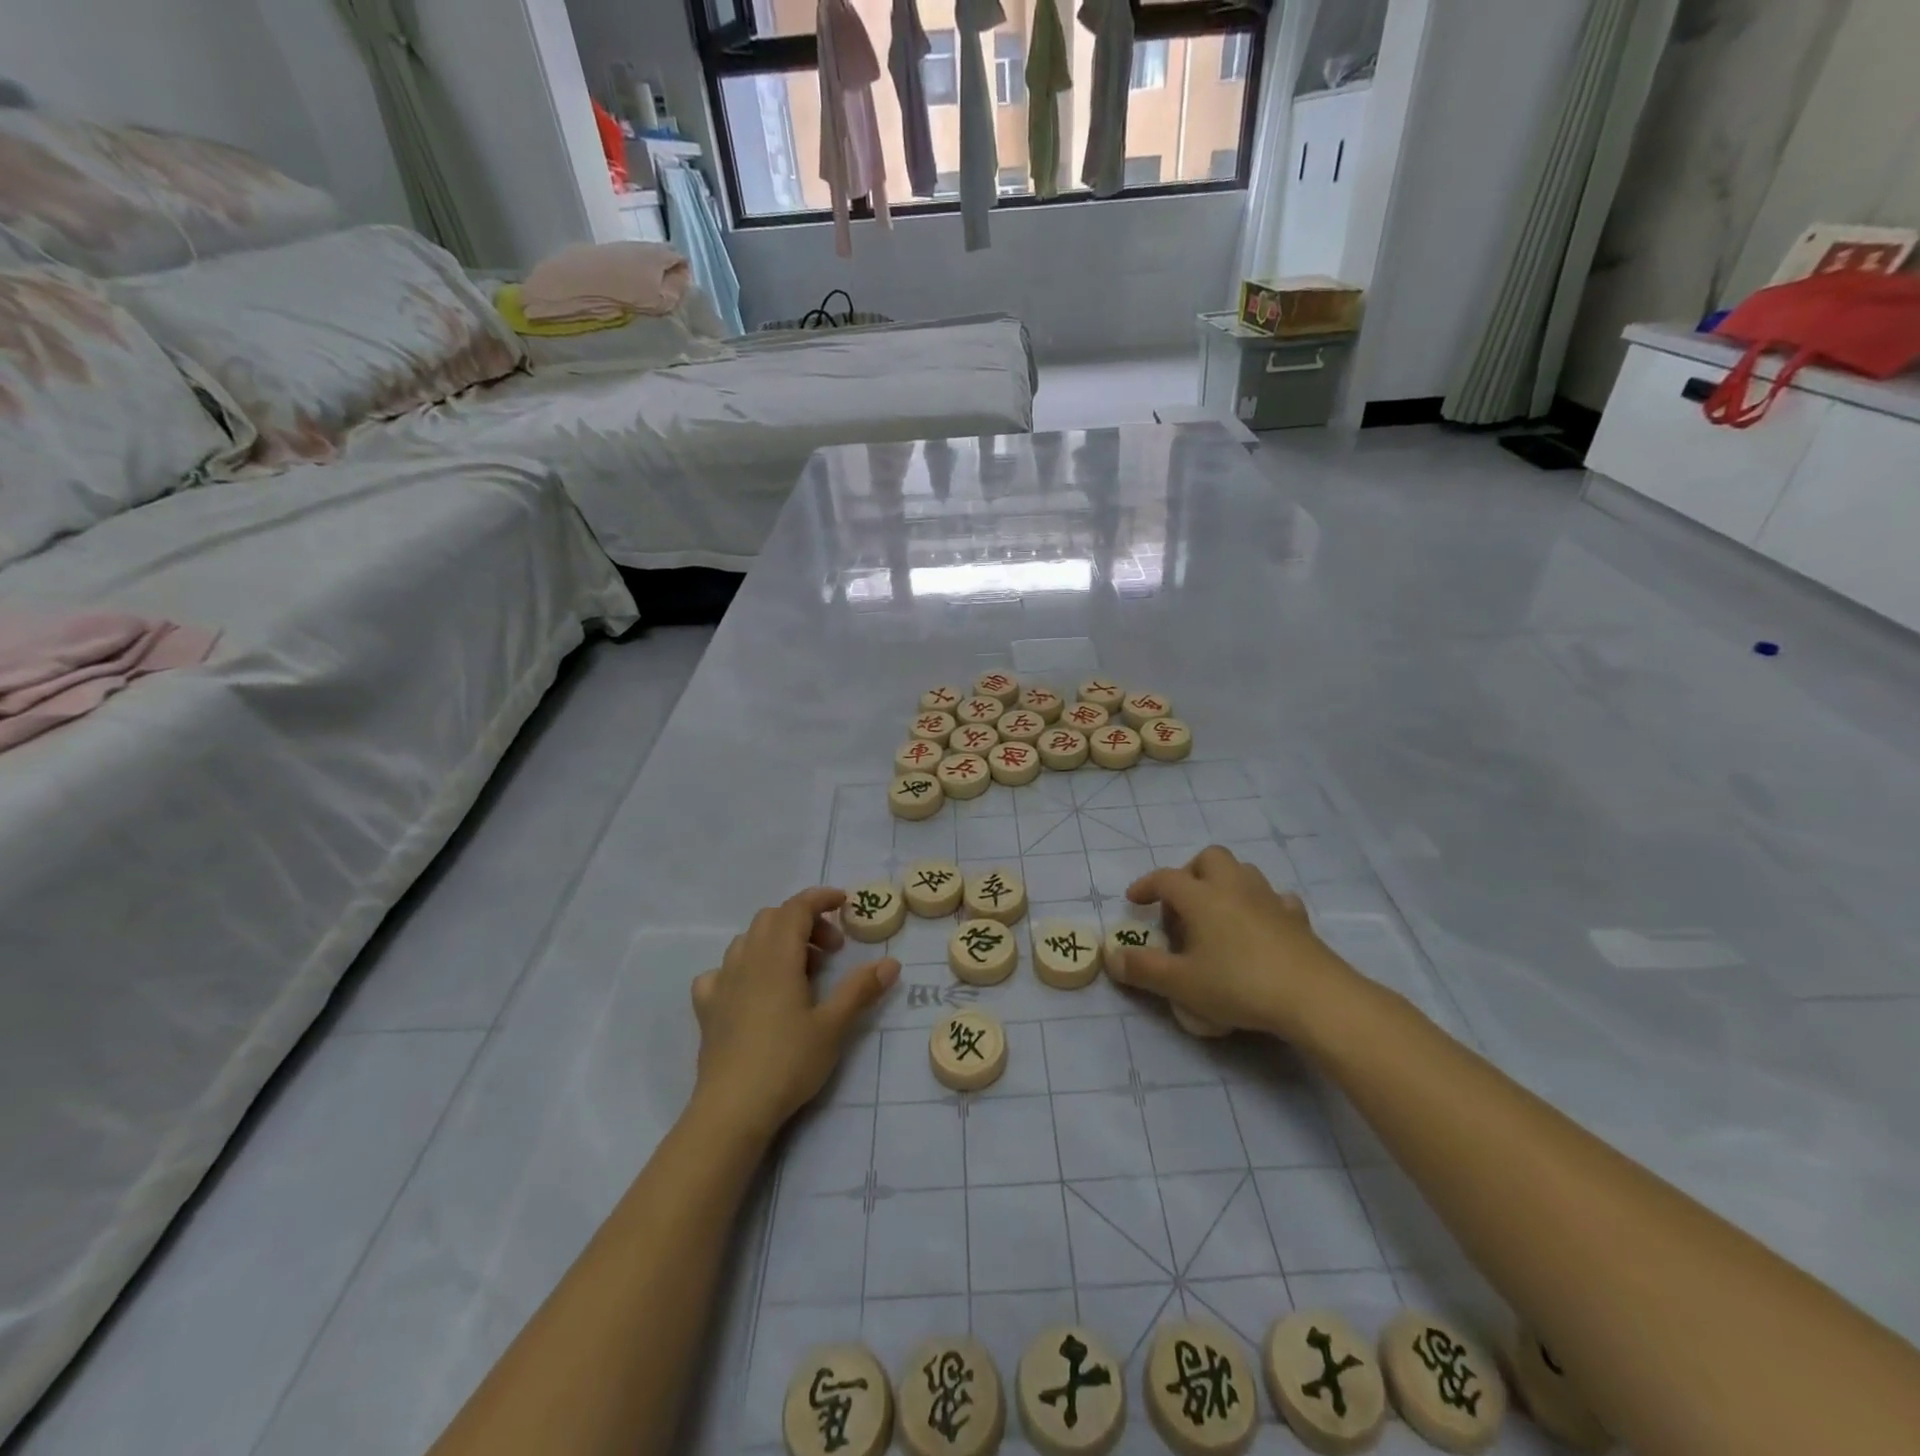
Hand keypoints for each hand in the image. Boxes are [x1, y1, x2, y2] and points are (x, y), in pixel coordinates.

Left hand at [691, 888, 898, 1140]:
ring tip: (800, 972)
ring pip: (748, 940)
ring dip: (776, 941)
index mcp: (777, 957)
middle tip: (831, 950)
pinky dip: (742, 968)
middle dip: (804, 922)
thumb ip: (861, 989)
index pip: (796, 908)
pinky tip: (753, 991)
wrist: (732, 1110)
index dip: (821, 899)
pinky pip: (722, 972)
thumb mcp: (833, 1026)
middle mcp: (747, 960)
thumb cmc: (788, 1062)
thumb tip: (891, 962)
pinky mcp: (708, 1008)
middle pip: (773, 919)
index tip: (844, 903)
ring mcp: (722, 983)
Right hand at [1112, 846, 1355, 1038]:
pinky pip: (1275, 899)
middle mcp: (1234, 887)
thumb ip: (1143, 968)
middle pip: (1209, 858)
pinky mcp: (1297, 919)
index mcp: (1201, 897)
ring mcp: (1269, 899)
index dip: (1145, 886)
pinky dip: (1261, 906)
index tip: (1133, 901)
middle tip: (1181, 906)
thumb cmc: (1239, 984)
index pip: (1165, 878)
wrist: (1313, 997)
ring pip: (1243, 872)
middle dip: (1190, 873)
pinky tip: (1258, 928)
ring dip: (1224, 884)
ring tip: (1216, 916)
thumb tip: (1110, 956)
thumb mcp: (1181, 983)